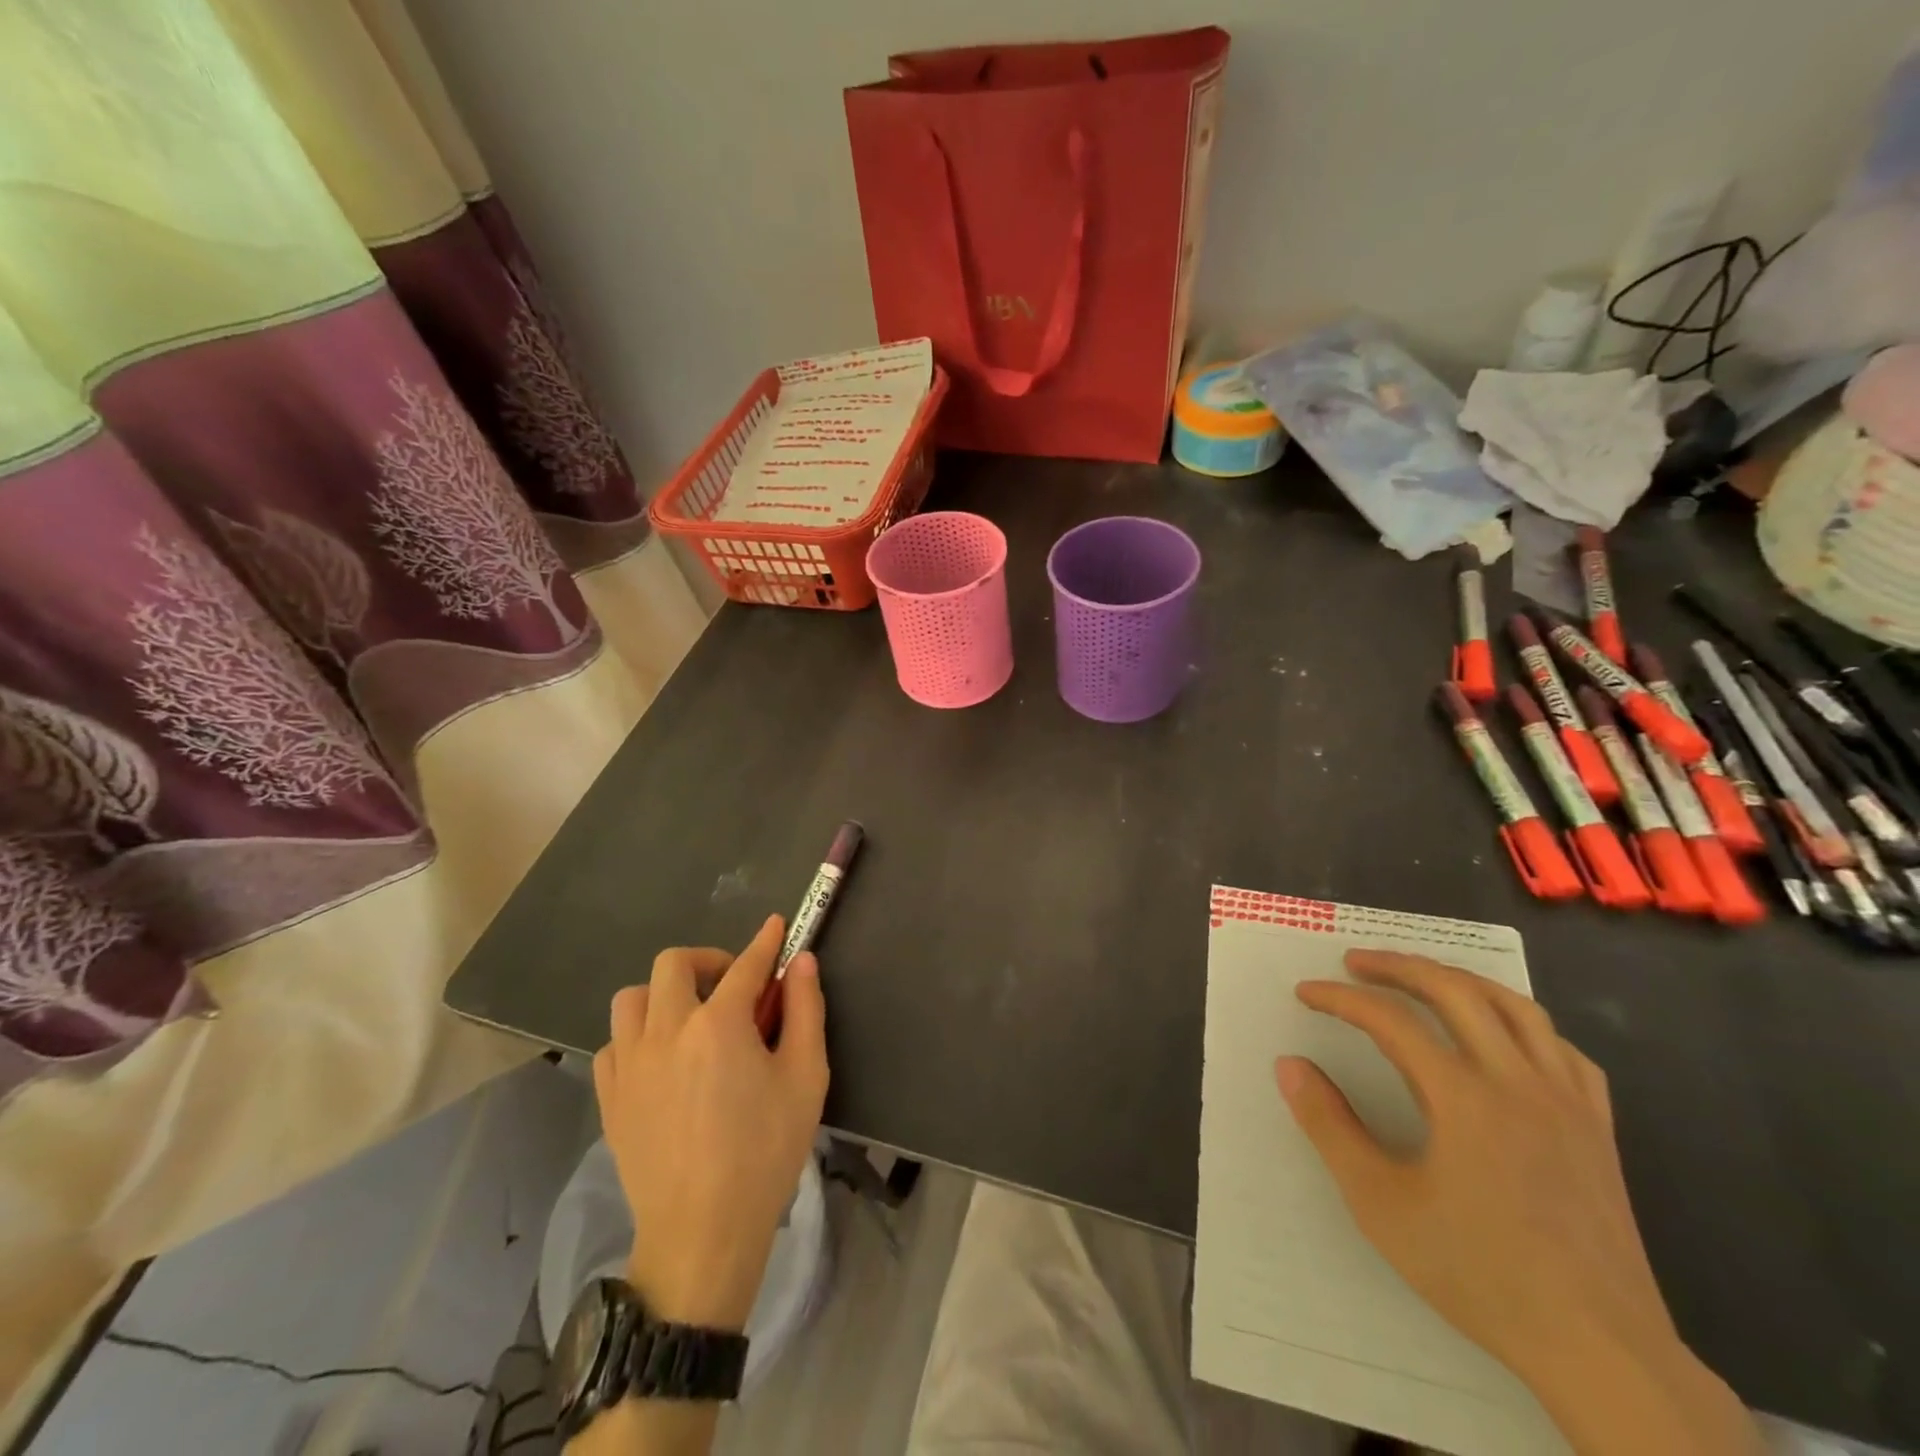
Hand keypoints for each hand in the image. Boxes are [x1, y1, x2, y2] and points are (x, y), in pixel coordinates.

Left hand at [594, 915, 828, 1331]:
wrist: (703, 1232)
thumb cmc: (765, 1152)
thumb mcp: (806, 1077)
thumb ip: (805, 1010)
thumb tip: (801, 962)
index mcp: (719, 1024)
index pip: (745, 965)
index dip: (765, 942)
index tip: (777, 926)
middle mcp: (667, 1031)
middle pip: (673, 964)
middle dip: (708, 960)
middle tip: (732, 983)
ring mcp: (630, 1064)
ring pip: (633, 998)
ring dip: (664, 994)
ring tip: (691, 1019)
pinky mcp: (610, 1097)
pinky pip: (614, 1044)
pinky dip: (638, 1036)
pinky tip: (661, 1060)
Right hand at [1276, 950, 1757, 1454]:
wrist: (1600, 1350)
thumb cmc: (1479, 1273)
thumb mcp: (1380, 1204)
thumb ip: (1329, 1126)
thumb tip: (1289, 1065)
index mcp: (1464, 1097)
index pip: (1390, 1019)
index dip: (1341, 998)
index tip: (1306, 993)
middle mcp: (1518, 1081)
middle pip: (1455, 990)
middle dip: (1398, 966)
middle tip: (1356, 962)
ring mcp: (1566, 1101)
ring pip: (1516, 1006)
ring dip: (1460, 980)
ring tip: (1422, 978)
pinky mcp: (1598, 1127)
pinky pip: (1562, 1049)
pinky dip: (1523, 1023)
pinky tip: (1503, 1035)